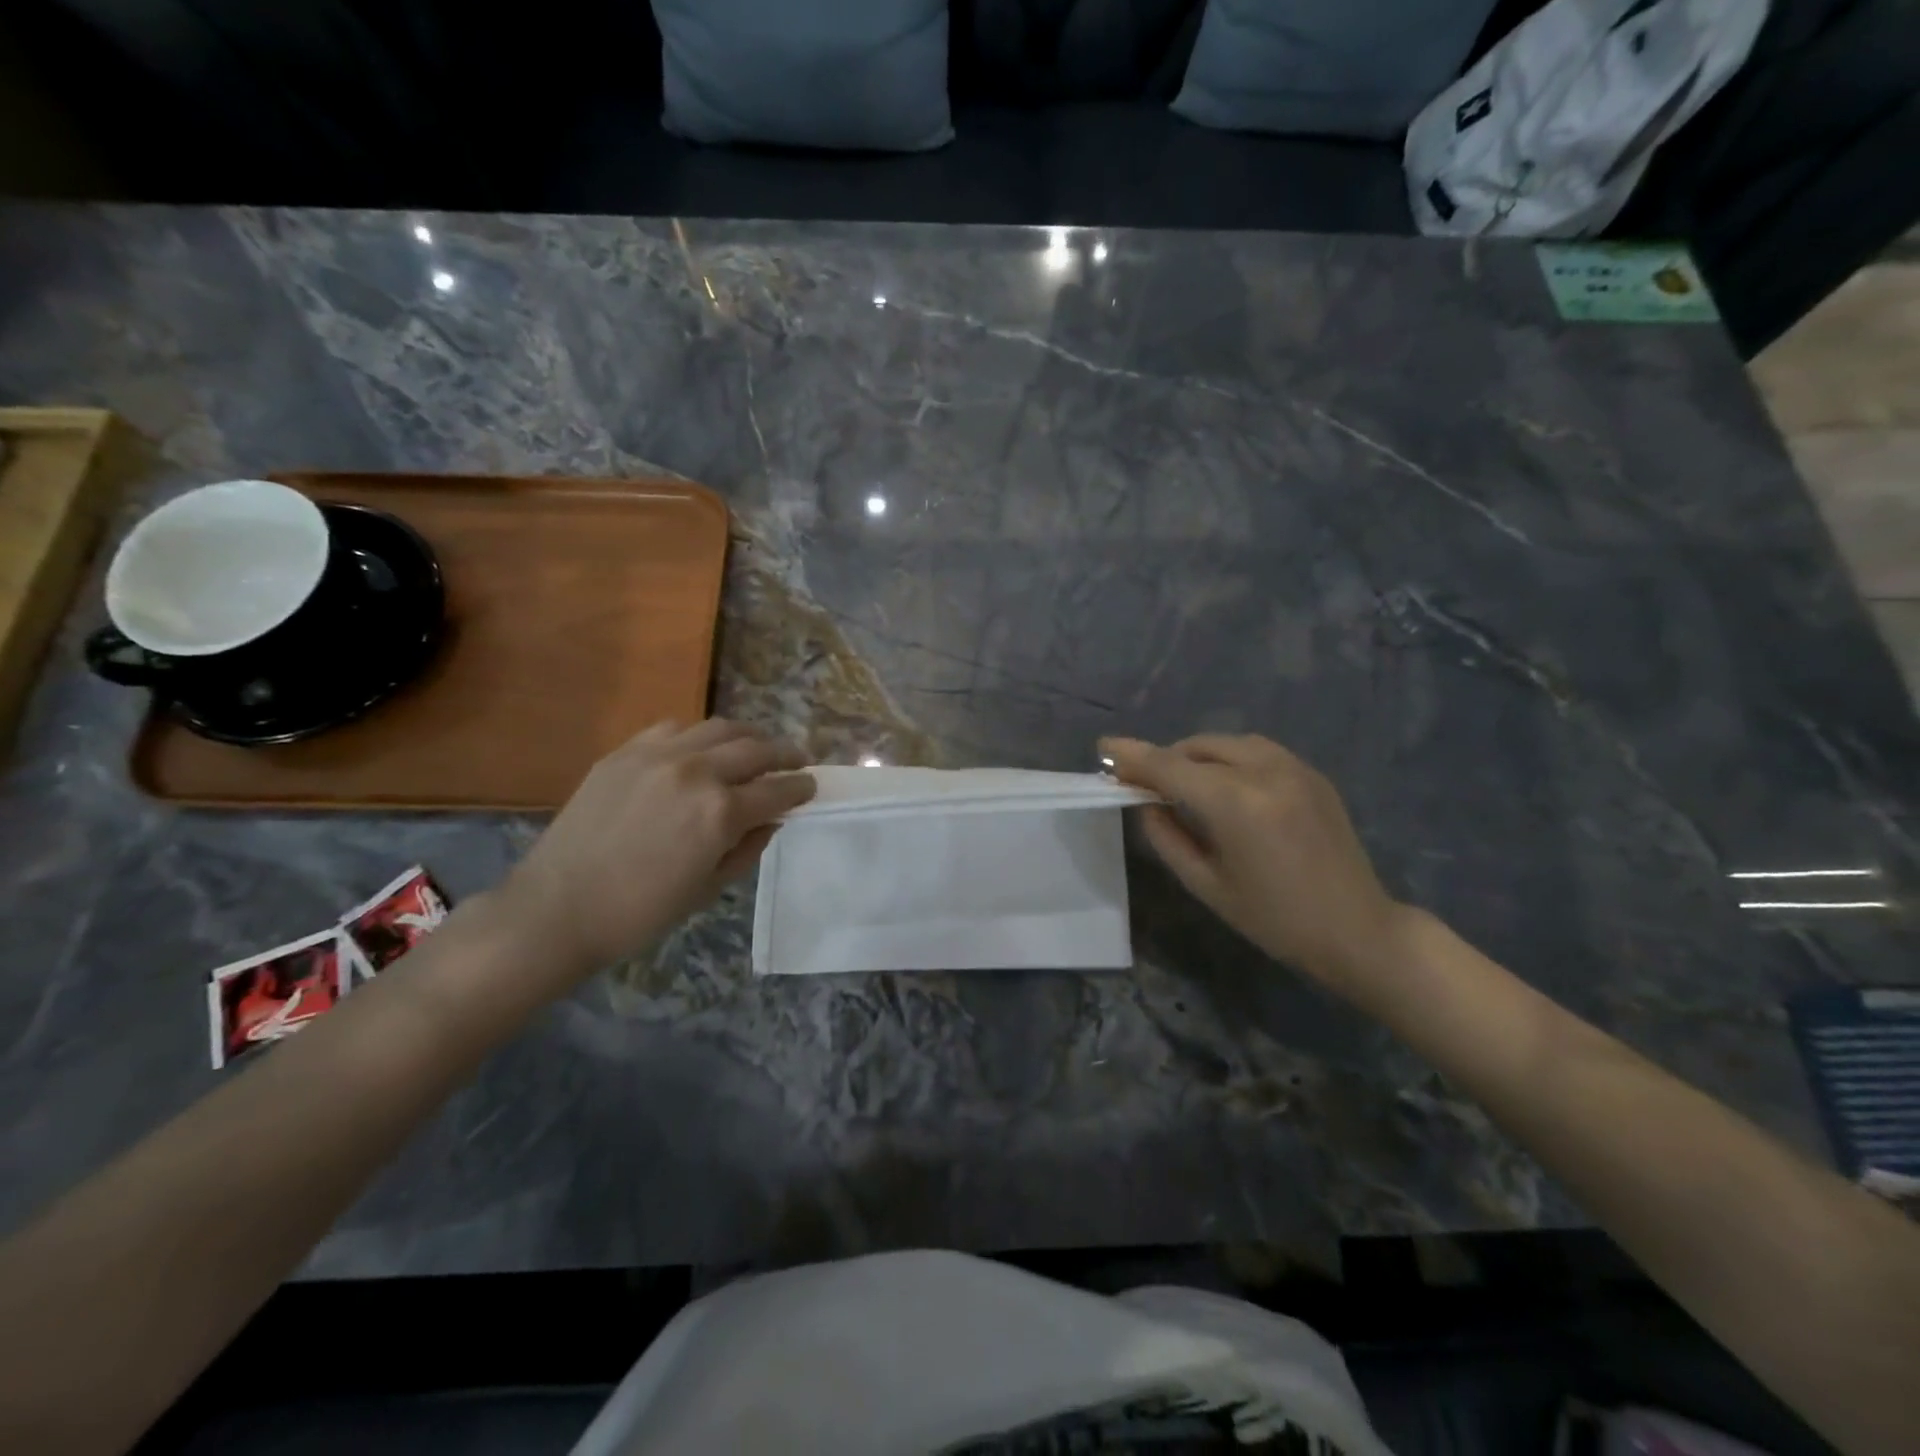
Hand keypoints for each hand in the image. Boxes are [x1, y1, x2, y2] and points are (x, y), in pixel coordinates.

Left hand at [499, 719, 814, 977]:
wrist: (556, 908)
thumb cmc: (640, 912)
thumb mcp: (708, 888)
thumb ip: (747, 847)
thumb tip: (771, 819)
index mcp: (721, 812)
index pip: (778, 790)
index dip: (801, 788)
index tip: (811, 786)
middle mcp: (697, 771)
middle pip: (756, 749)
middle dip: (784, 755)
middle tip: (795, 761)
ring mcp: (659, 755)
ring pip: (719, 728)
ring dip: (747, 737)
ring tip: (755, 748)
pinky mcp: (626, 751)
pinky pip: (675, 729)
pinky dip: (700, 736)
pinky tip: (701, 749)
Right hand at [1102, 734, 1408, 992]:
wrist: (1358, 931)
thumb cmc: (1275, 920)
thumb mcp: (1206, 885)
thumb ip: (1166, 837)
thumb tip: (1144, 802)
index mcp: (1237, 804)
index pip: (1170, 767)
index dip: (1133, 756)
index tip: (1103, 747)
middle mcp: (1266, 772)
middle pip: (1198, 747)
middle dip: (1165, 758)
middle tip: (1143, 781)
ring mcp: (1295, 768)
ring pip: (1228, 742)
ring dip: (1197, 755)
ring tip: (1182, 782)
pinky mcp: (1312, 774)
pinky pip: (1257, 750)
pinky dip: (1228, 758)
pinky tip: (1224, 785)